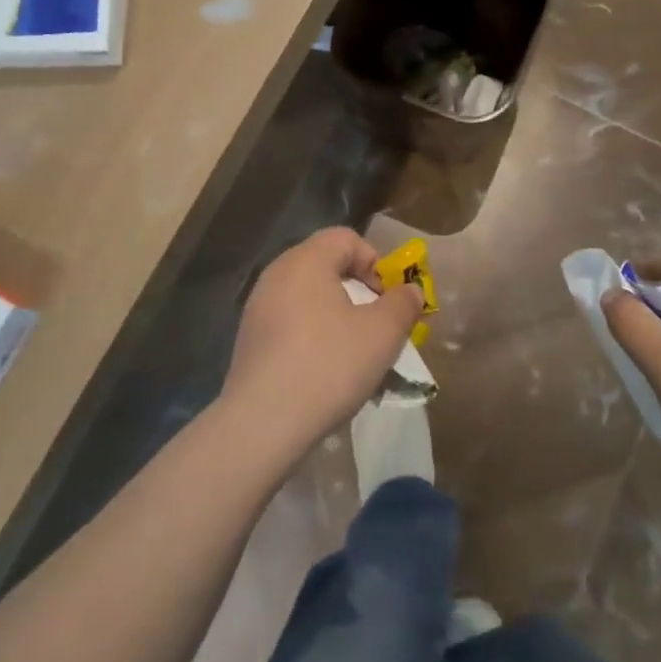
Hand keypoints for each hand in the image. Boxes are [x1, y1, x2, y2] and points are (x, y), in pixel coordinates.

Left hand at [220, 228, 423, 462]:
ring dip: (336, 314)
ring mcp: (258, 307)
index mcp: (306, 261)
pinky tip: (323, 370)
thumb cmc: (329, 365)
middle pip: (326, 264)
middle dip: (358, 289)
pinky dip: (312, 334)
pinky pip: (290, 321)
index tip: (388, 299)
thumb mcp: (382, 333)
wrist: (263, 422)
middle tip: (377, 324)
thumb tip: (410, 290)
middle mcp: (277, 274)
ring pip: (308, 295)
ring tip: (353, 351)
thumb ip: (403, 304)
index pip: (346, 238)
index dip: (375, 261)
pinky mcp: (250, 338)